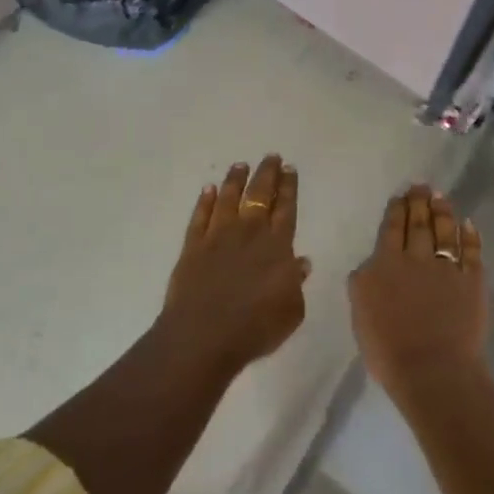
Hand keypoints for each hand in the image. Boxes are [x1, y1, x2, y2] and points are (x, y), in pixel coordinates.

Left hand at [160, 155, 310, 376]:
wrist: (204, 336)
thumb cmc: (256, 327)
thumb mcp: (292, 311)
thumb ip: (296, 283)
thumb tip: (300, 262)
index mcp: (277, 246)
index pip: (286, 208)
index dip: (288, 187)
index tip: (289, 168)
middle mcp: (249, 233)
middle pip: (259, 195)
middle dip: (266, 174)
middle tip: (271, 156)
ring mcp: (218, 237)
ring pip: (228, 198)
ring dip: (235, 180)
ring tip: (240, 165)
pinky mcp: (193, 247)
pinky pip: (200, 217)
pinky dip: (204, 201)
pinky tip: (208, 190)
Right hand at [348, 184, 488, 406]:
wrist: (432, 370)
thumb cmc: (388, 350)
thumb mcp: (360, 313)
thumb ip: (364, 283)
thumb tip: (371, 265)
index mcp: (385, 265)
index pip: (392, 229)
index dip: (397, 210)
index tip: (401, 196)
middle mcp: (417, 259)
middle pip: (419, 224)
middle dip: (420, 202)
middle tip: (422, 185)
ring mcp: (447, 268)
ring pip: (445, 231)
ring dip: (443, 212)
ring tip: (441, 197)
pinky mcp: (472, 281)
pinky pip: (472, 252)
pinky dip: (470, 237)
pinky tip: (469, 225)